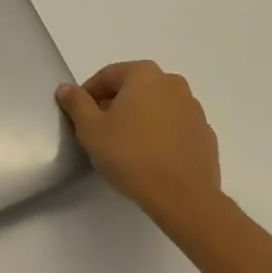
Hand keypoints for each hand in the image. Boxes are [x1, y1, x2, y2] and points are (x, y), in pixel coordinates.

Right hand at [58, 61, 220, 227]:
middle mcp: (172, 83)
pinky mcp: (205, 135)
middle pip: (133, 89)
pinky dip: (161, 136)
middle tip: (101, 133)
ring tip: (126, 148)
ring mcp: (193, 109)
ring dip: (140, 120)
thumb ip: (76, 103)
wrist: (183, 197)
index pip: (107, 76)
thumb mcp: (91, 129)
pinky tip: (151, 159)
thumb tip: (66, 88)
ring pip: (156, 107)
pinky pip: (175, 128)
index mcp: (144, 74)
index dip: (88, 95)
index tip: (81, 118)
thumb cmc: (131, 155)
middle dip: (115, 106)